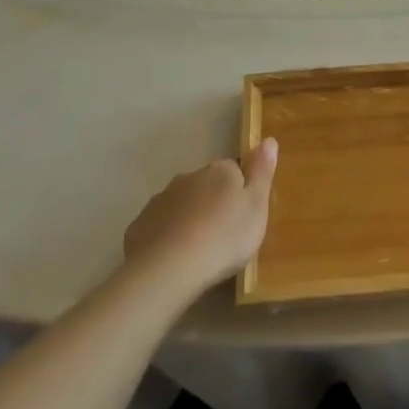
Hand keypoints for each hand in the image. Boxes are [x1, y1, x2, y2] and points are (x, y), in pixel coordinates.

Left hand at [121, 139, 278, 300]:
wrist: (170, 268)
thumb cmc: (225, 236)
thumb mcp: (257, 205)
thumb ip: (262, 172)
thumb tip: (268, 140)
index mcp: (219, 172)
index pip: (234, 170)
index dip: (240, 191)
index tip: (245, 215)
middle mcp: (188, 178)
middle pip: (205, 186)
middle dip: (213, 204)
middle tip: (224, 235)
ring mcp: (160, 200)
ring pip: (181, 205)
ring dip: (189, 219)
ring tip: (199, 250)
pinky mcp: (139, 226)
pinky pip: (159, 227)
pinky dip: (167, 237)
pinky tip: (175, 259)